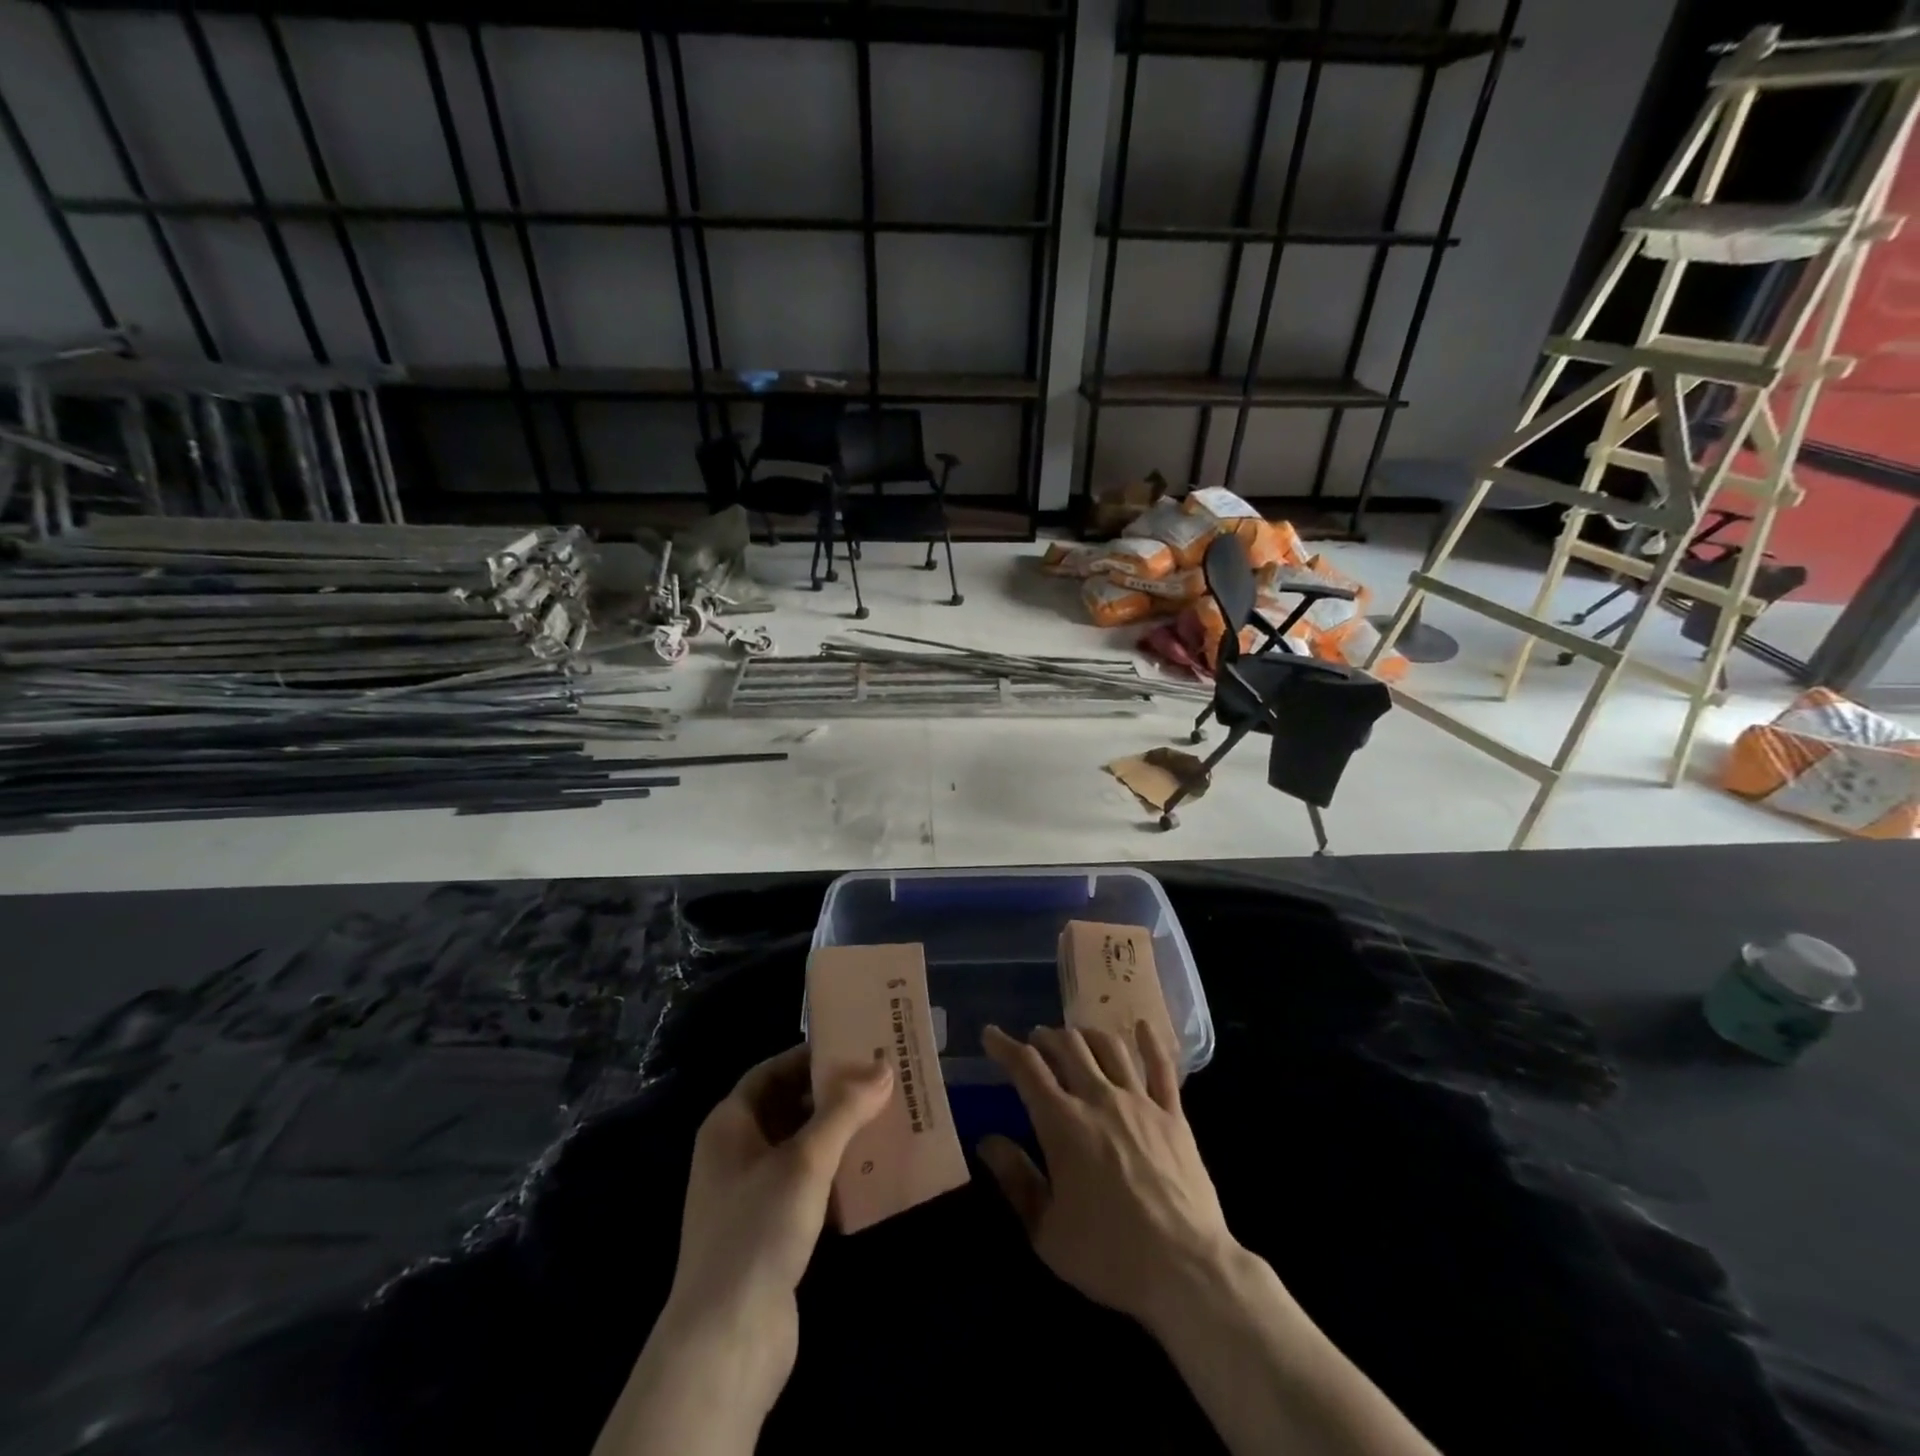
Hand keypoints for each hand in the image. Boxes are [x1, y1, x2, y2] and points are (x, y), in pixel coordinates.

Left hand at [663, 1045, 892, 1406]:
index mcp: (730, 1125)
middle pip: (789, 1108)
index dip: (810, 1057)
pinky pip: (808, 1187)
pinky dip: (837, 1177)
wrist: (726, 1343)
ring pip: (802, 1149)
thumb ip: (844, 1111)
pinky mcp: (770, 1232)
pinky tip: (874, 1174)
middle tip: (881, 1082)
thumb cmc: (758, 1230)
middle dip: (833, 1097)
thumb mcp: (806, 1160)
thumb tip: (882, 1067)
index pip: (771, 1071)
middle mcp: (736, 1153)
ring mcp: (751, 1195)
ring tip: (887, 1120)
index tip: (855, 1048)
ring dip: (840, 1136)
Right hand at [978, 1022, 1237, 1334]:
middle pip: (1068, 1047)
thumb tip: (987, 1141)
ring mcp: (1140, 1102)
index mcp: (1063, 1124)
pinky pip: (1162, 1068)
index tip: (991, 1034)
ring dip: (1086, 1035)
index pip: (1027, 1069)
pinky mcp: (1174, 1115)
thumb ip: (1016, 1180)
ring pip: (1109, 1047)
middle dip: (1046, 1037)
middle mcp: (1099, 1099)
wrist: (1185, 1270)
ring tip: (1076, 1037)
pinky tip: (1141, 1026)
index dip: (1005, 1046)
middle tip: (1035, 1041)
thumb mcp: (1046, 1231)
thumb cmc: (1108, 1256)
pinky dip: (1149, 1043)